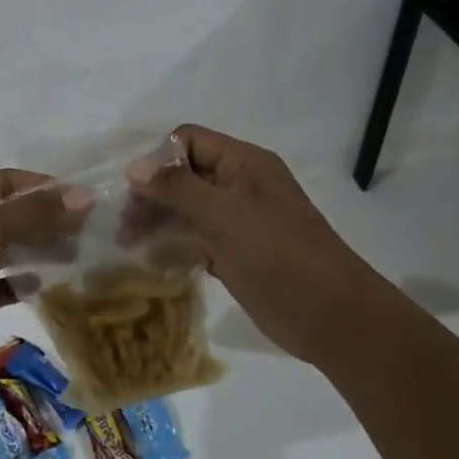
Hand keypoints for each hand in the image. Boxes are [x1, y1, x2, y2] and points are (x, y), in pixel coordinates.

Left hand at [0, 169, 88, 374]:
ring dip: (42, 251)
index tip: (83, 199)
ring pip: (12, 249)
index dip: (44, 187)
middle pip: (12, 215)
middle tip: (89, 231)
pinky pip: (6, 283)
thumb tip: (84, 196)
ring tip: (80, 255)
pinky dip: (27, 283)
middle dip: (48, 221)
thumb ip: (35, 212)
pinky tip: (53, 284)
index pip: (7, 182)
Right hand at [128, 124, 351, 357]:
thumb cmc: (278, 256)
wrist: (333, 318)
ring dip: (158, 220)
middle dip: (152, 194)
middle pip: (183, 174)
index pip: (188, 141)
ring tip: (130, 243)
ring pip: (187, 207)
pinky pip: (196, 237)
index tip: (135, 192)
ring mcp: (238, 220)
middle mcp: (239, 185)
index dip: (159, 160)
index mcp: (244, 163)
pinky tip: (153, 259)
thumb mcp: (224, 215)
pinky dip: (175, 243)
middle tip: (126, 225)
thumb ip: (177, 188)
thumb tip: (133, 168)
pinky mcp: (236, 251)